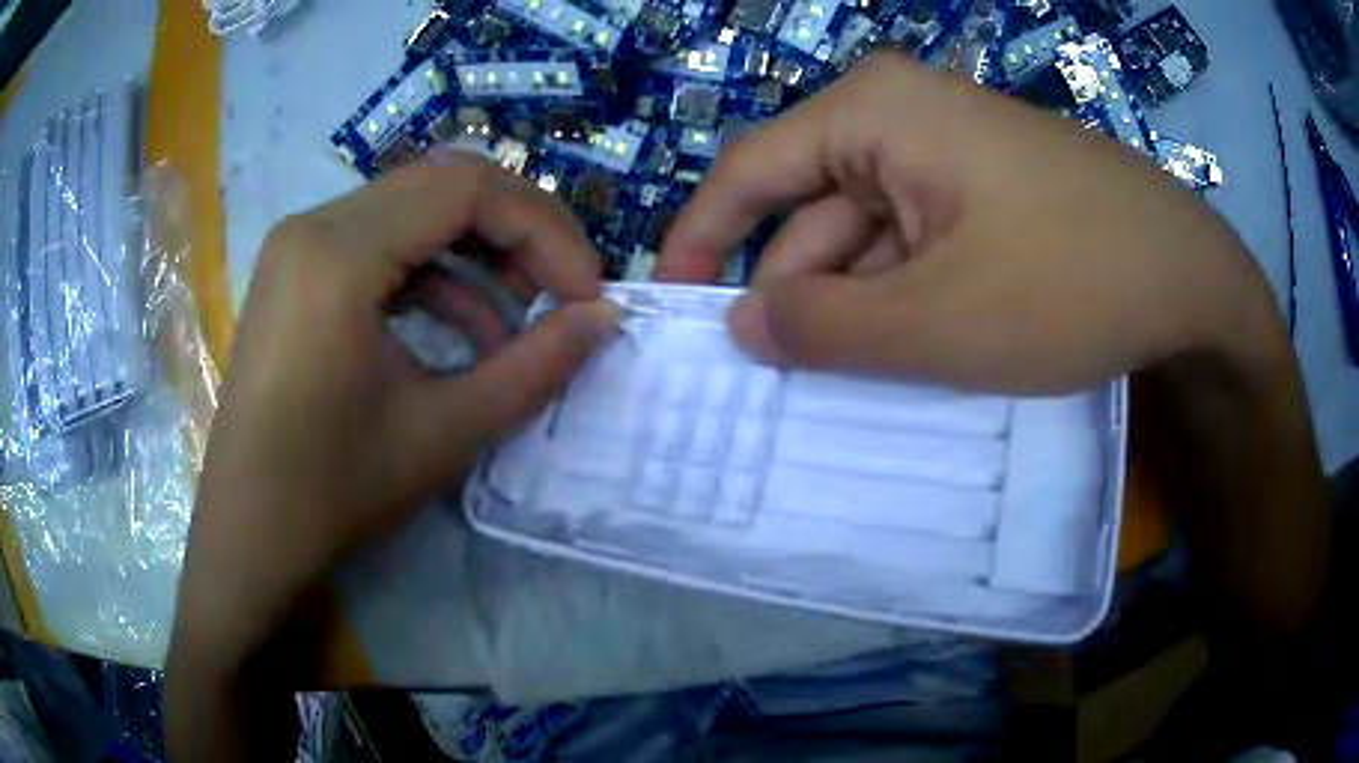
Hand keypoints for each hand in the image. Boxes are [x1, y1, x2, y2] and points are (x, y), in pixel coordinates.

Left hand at [170, 158, 616, 673]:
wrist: (247, 533)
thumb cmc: (332, 491)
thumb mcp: (443, 433)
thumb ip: (534, 368)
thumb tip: (605, 320)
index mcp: (338, 253)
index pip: (466, 190)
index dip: (543, 231)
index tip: (584, 294)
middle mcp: (313, 224)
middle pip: (442, 185)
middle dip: (518, 231)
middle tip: (564, 291)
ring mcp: (299, 244)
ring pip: (413, 209)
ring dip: (477, 252)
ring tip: (520, 316)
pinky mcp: (296, 271)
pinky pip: (381, 243)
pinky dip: (433, 273)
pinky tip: (465, 329)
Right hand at [657, 52, 1278, 391]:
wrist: (1192, 279)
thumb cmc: (1071, 283)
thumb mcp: (937, 322)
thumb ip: (823, 328)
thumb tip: (737, 328)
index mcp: (874, 112)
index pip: (750, 172)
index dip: (701, 243)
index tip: (671, 310)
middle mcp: (901, 114)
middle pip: (811, 206)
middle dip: (792, 291)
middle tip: (771, 380)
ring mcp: (949, 150)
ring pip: (867, 231)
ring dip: (853, 303)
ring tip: (847, 381)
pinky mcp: (985, 187)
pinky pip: (915, 239)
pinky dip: (900, 295)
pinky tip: (908, 349)